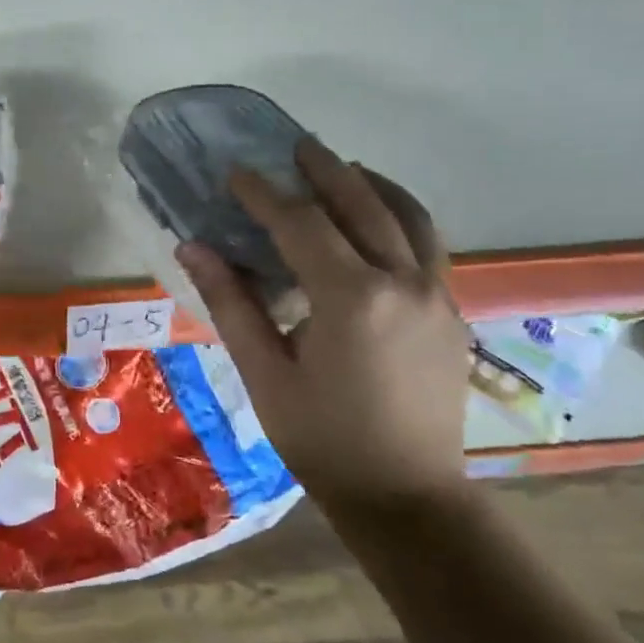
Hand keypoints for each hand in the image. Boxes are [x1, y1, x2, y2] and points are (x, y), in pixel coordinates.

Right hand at [178, 135, 469, 509]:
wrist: (406, 496)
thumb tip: (193, 247)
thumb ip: (231, 302)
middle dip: (324, 170)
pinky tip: (379, 221)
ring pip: (409, 217)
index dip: (263, 194)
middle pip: (362, 204)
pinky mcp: (450, 312)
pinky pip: (428, 244)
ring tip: (343, 169)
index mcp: (350, 297)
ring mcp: (436, 295)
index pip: (300, 224)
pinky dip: (402, 216)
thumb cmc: (321, 438)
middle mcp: (401, 282)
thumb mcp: (263, 372)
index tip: (236, 172)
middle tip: (294, 146)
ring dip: (373, 185)